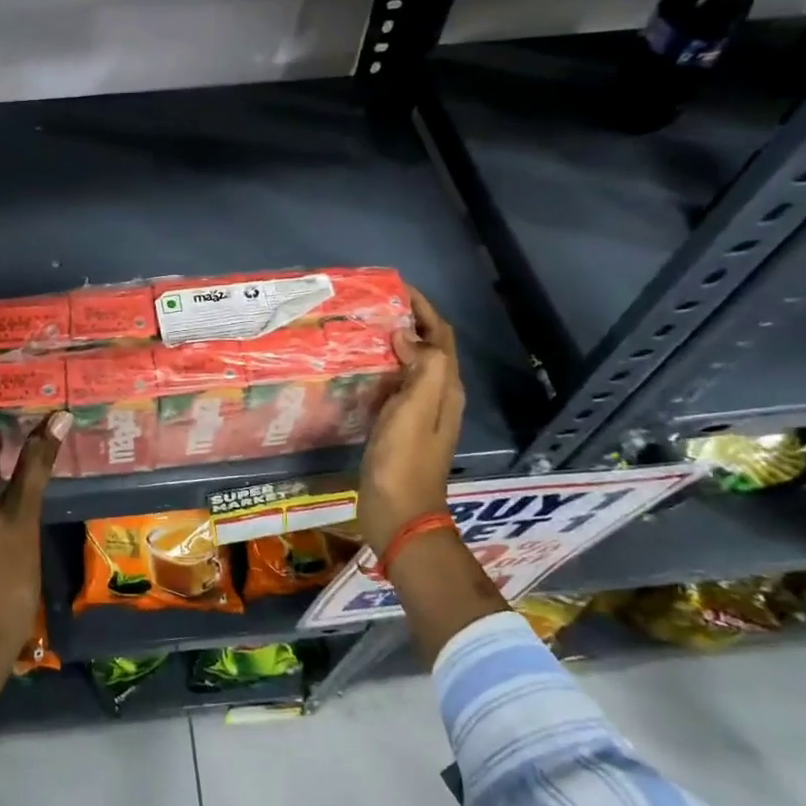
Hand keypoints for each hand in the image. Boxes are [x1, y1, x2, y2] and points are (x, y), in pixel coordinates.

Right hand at [357, 286, 464, 555]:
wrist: (399, 516)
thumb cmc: (405, 463)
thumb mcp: (416, 411)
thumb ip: (421, 369)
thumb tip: (405, 334)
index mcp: (446, 390)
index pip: (441, 338)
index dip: (424, 310)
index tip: (397, 289)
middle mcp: (438, 398)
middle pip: (428, 349)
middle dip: (408, 323)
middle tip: (374, 306)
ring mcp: (418, 415)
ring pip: (411, 367)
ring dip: (394, 345)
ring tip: (363, 330)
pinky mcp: (399, 428)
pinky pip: (394, 387)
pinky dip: (382, 369)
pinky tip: (359, 369)